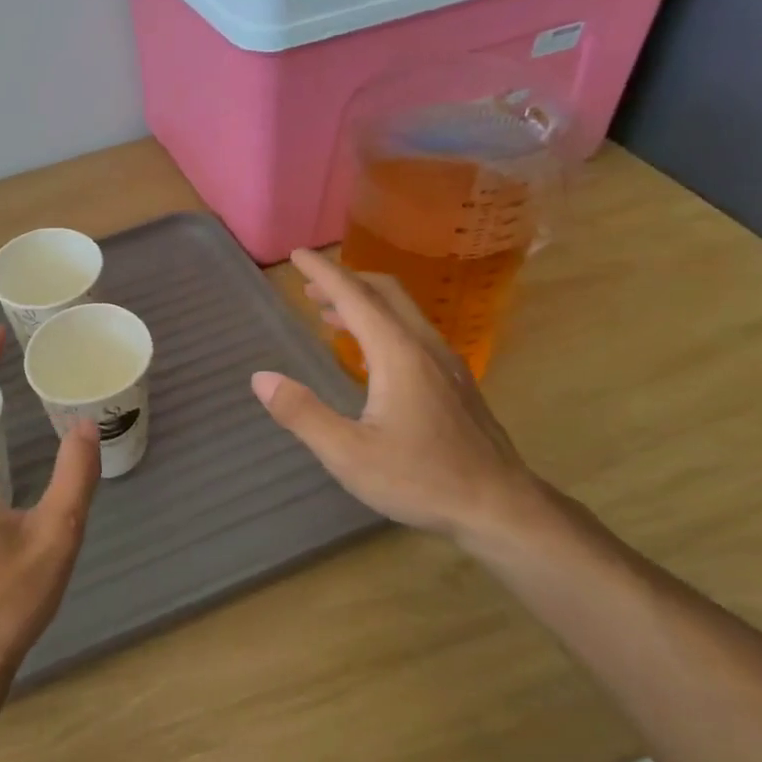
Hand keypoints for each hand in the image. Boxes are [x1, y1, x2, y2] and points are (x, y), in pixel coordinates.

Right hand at [250, 249, 548, 549]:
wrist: (499, 506)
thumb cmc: (420, 479)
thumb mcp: (348, 454)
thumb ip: (302, 413)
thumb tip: (261, 379)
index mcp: (397, 353)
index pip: (354, 297)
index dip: (323, 273)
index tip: (297, 255)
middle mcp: (424, 346)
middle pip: (384, 293)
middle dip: (345, 281)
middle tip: (310, 285)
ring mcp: (446, 363)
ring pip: (402, 312)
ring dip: (364, 303)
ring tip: (329, 314)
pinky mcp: (456, 382)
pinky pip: (413, 333)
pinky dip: (382, 324)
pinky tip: (369, 355)